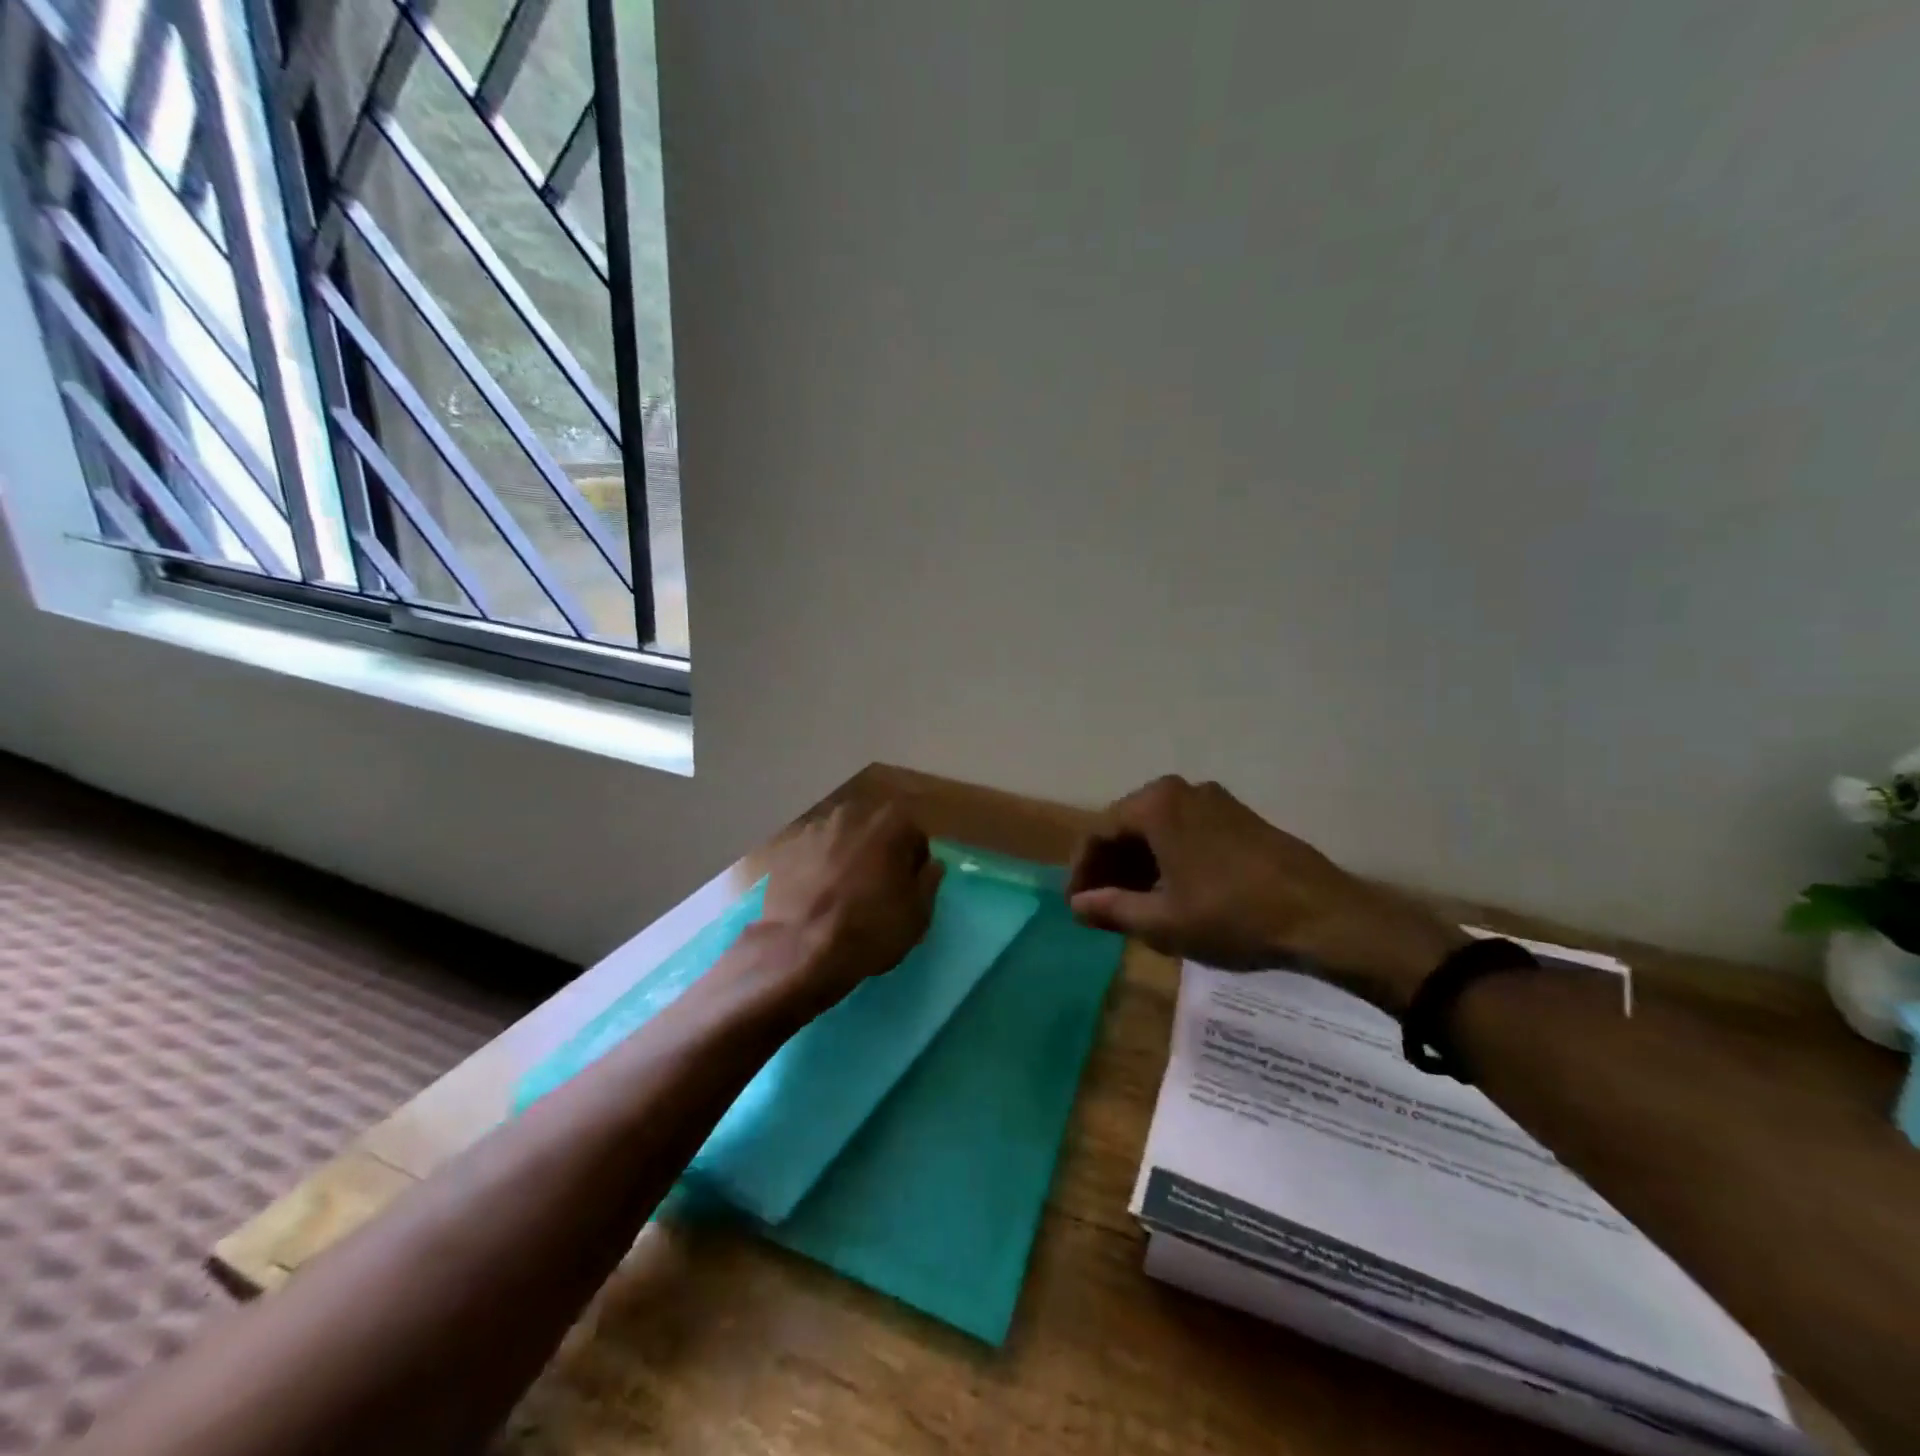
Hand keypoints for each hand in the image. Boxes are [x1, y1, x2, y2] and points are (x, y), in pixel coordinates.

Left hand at [753, 801, 944, 1016]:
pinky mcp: (782, 850)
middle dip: (876, 854)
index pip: (913, 837)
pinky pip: (808, 858)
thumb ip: (929, 882)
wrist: (802, 950)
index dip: (913, 864)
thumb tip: (931, 866)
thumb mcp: (918, 914)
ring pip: (838, 842)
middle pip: (872, 833)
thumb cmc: (871, 928)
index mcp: (890, 822)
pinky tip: (812, 900)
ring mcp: (812, 830)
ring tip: (839, 897)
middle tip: (874, 891)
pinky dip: (812, 871)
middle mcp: (851, 814)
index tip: (907, 889)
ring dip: (842, 860)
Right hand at [1066, 776, 1461, 1011]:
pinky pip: (1188, 833)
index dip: (1082, 871)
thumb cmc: (1232, 916)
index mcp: (1156, 804)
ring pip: (1160, 830)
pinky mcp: (1241, 818)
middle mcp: (1183, 790)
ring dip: (1140, 866)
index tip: (1077, 906)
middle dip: (1111, 868)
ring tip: (1135, 906)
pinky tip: (1174, 894)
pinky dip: (1170, 860)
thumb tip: (1077, 905)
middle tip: (1103, 908)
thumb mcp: (1162, 922)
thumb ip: (1112, 909)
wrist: (1322, 917)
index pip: (1099, 832)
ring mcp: (1217, 801)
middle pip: (1129, 827)